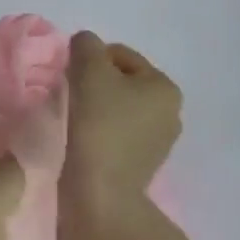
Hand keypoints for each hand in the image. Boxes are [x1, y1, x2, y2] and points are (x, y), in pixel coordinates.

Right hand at [58, 31, 181, 239]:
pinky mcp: (140, 168)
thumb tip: (85, 45)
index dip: (90, 59)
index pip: (120, 55)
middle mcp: (170, 114)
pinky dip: (97, 132)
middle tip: (68, 95)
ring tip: (72, 120)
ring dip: (94, 109)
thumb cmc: (98, 124)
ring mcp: (157, 145)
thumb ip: (86, 45)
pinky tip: (80, 140)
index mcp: (165, 88)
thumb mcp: (89, 70)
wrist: (99, 195)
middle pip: (120, 82)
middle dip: (94, 84)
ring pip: (116, 109)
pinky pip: (114, 135)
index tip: (69, 76)